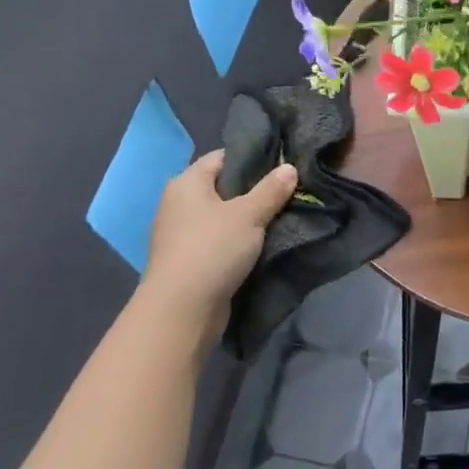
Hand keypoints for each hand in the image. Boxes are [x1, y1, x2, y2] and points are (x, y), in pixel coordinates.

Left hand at [140, 151, 297, 353]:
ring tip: (280, 217)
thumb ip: (271, 189)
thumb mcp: (249, 214)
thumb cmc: (213, 249)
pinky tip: (262, 244)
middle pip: (222, 187)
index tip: (281, 166)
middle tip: (287, 192)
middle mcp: (178, 204)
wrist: (181, 311)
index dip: (252, 158)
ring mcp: (181, 234)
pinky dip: (237, 241)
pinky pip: (218, 241)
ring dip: (247, 219)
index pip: (222, 157)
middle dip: (253, 190)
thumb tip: (289, 168)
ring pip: (222, 216)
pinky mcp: (188, 261)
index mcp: (187, 183)